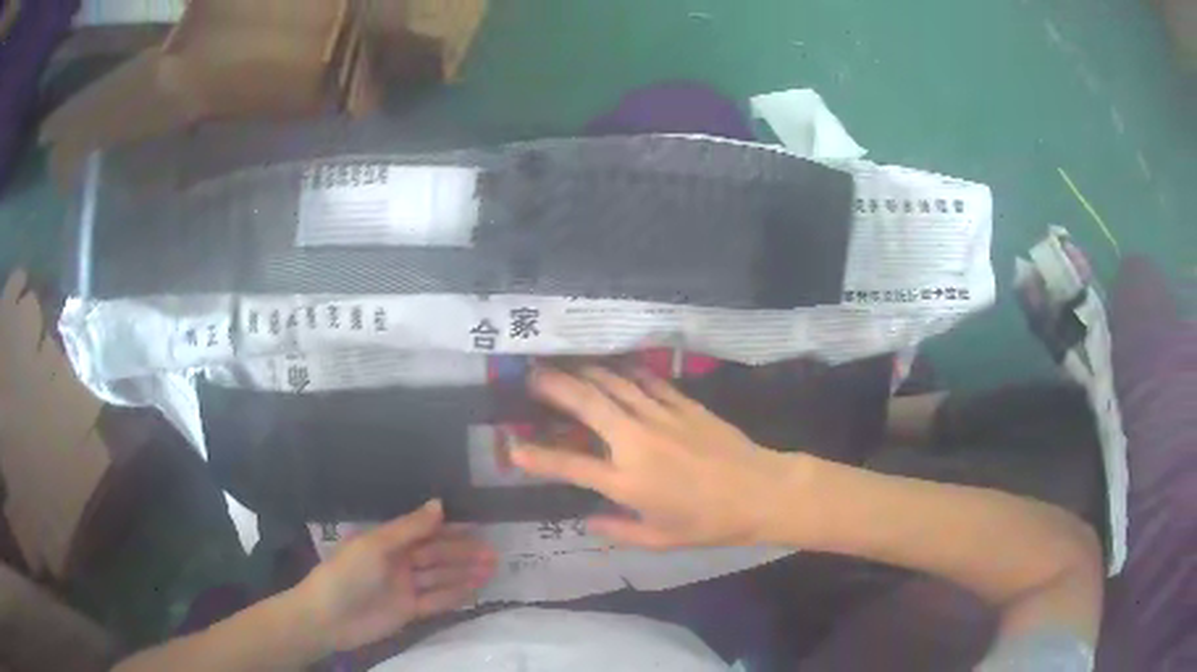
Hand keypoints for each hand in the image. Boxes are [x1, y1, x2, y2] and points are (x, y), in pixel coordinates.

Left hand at [296, 500, 494, 652]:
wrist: (329, 617)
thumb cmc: (348, 573)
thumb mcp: (376, 545)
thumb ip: (410, 528)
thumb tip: (440, 503)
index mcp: (388, 541)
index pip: (425, 533)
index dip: (451, 530)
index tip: (479, 526)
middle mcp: (399, 562)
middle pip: (436, 556)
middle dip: (464, 554)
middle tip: (494, 553)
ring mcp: (405, 587)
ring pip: (440, 578)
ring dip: (465, 574)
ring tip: (493, 569)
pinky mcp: (409, 611)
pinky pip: (436, 601)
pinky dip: (455, 595)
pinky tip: (475, 591)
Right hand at [510, 367, 802, 548]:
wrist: (761, 492)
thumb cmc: (709, 523)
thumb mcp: (660, 540)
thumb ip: (618, 531)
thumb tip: (587, 522)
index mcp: (627, 481)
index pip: (570, 465)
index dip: (537, 457)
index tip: (512, 446)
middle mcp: (637, 441)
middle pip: (587, 404)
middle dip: (554, 386)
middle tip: (531, 374)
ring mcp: (662, 417)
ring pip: (614, 384)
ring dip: (585, 371)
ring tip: (563, 362)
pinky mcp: (684, 405)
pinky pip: (647, 381)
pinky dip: (625, 371)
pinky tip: (613, 366)